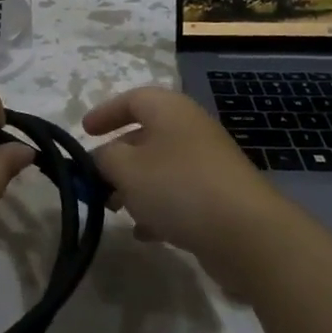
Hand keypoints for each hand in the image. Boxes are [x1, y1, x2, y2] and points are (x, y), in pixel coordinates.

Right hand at [83, 85, 286, 289]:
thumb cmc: (178, 187)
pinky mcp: (219, 197)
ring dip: (135, 186)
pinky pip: (179, 194)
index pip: (132, 99)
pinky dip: (158, 208)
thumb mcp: (126, 169)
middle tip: (95, 180)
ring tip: (115, 209)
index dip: (105, 113)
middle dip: (117, 158)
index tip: (84, 133)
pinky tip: (144, 233)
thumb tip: (101, 157)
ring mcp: (208, 163)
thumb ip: (104, 158)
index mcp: (170, 110)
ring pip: (161, 168)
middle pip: (145, 135)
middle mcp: (190, 129)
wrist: (247, 233)